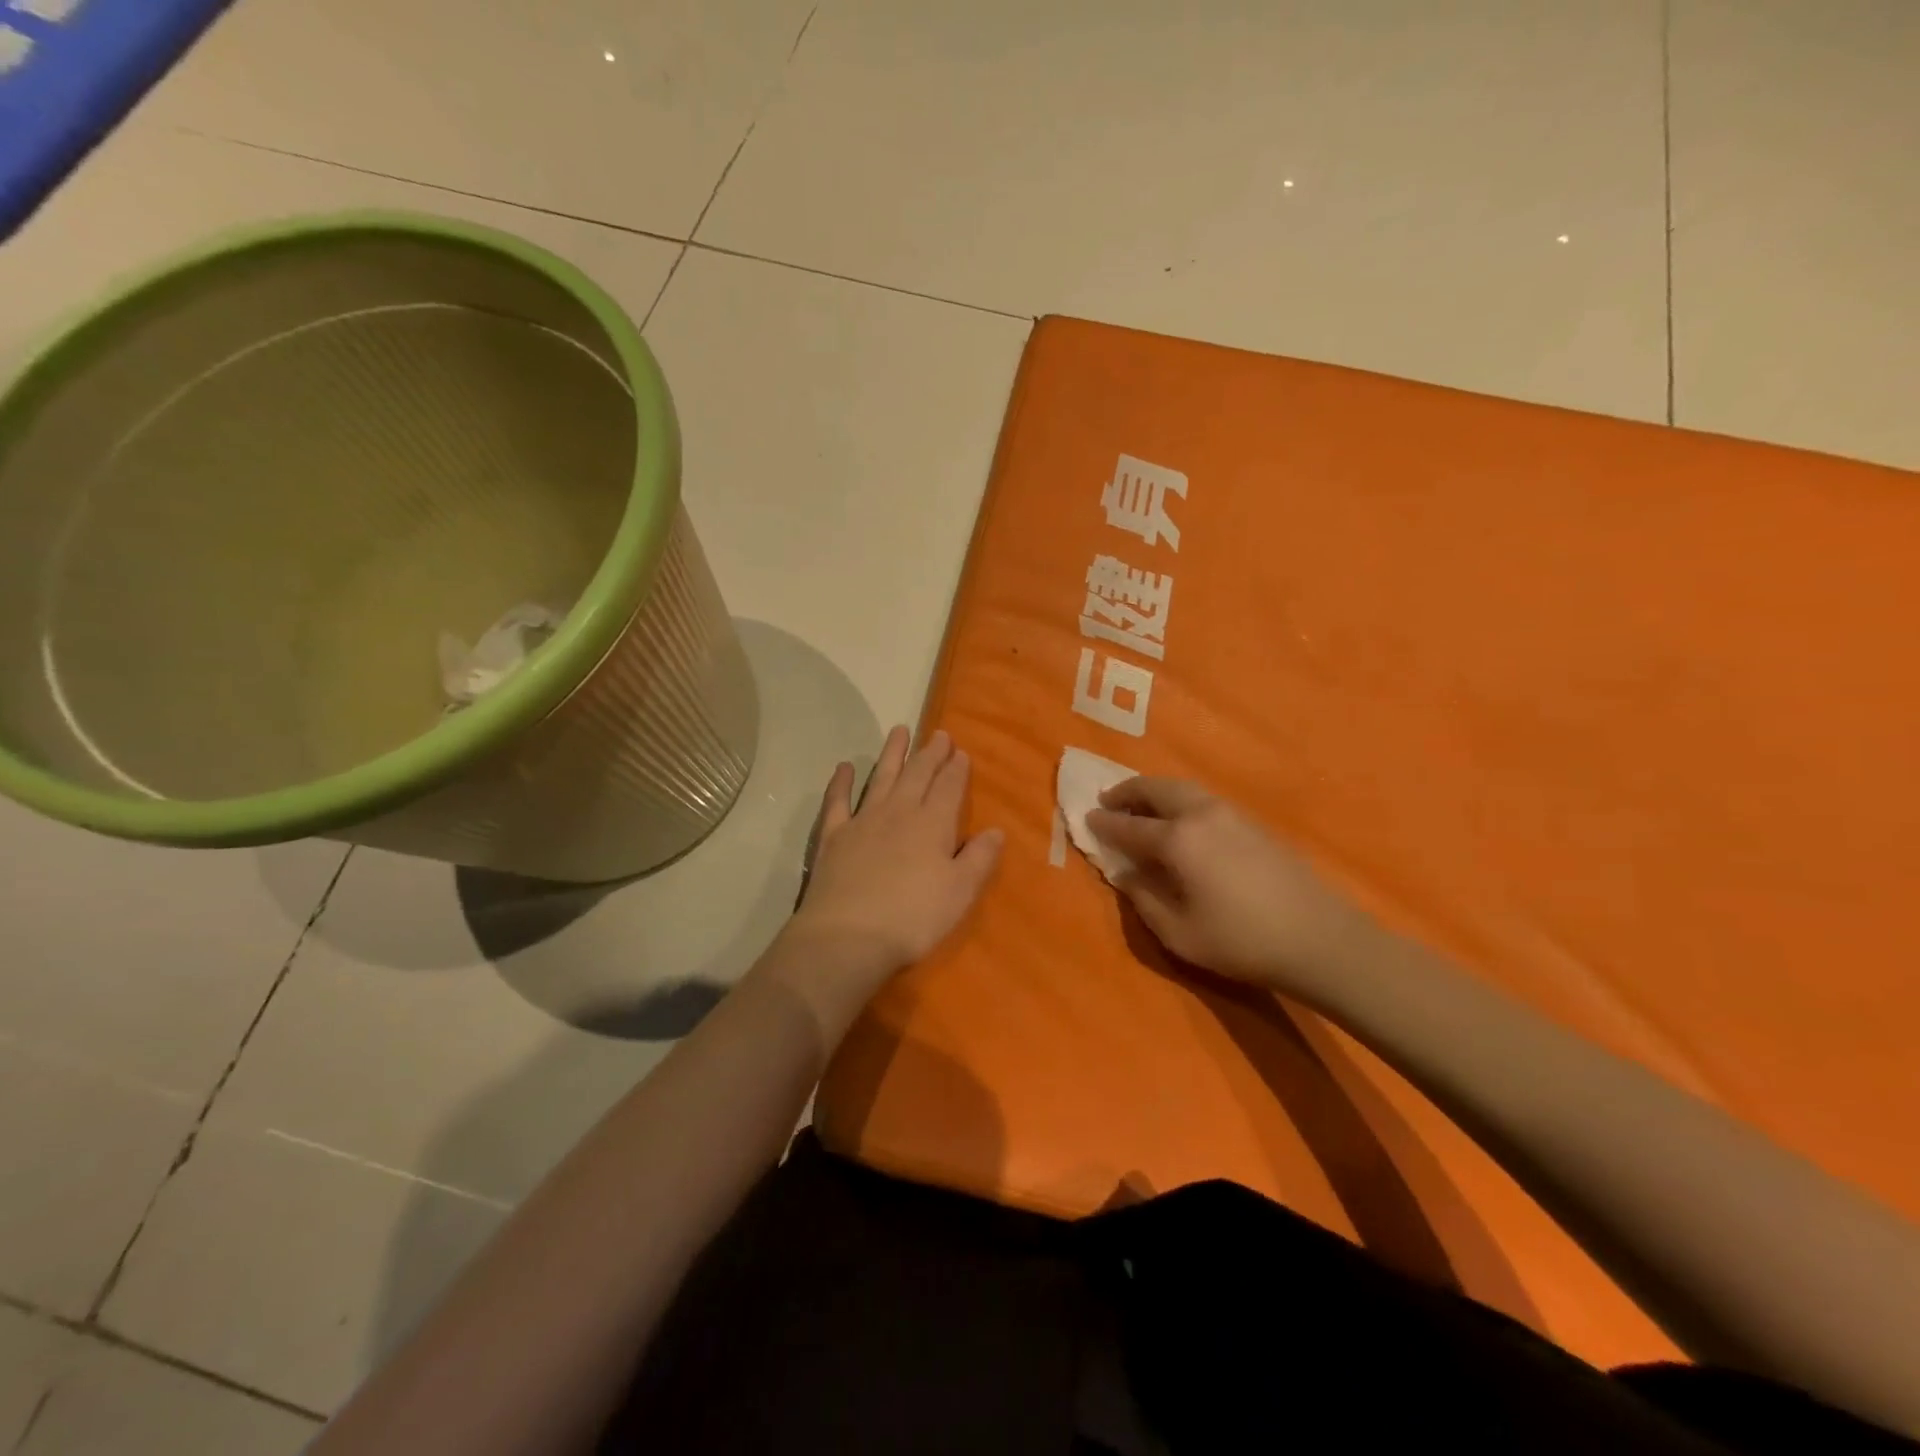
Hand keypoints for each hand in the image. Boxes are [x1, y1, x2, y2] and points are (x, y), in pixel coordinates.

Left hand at [777, 726, 1003, 1002]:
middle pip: (917, 775)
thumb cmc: (913, 918)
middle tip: (939, 734)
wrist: (848, 937)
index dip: (956, 768)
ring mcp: (863, 821)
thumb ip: (979, 858)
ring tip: (900, 730)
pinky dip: (841, 782)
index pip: (949, 787)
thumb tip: (996, 830)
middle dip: (930, 753)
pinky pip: (837, 801)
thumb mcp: (960, 893)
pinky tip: (845, 767)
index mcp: (933, 824)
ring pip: (881, 778)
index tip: (961, 752)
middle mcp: (899, 812)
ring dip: (892, 754)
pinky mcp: (833, 836)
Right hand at [1086, 778, 1364, 993]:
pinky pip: (1204, 799)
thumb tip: (1125, 873)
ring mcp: (1231, 814)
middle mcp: (1201, 814)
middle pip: (1157, 790)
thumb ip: (1144, 898)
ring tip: (1141, 807)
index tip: (1087, 818)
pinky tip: (1180, 821)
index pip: (1129, 825)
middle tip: (1109, 800)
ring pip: (1183, 789)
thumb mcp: (1179, 933)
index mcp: (1178, 840)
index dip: (1105, 823)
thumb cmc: (1242, 941)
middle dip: (1128, 792)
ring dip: (1155, 792)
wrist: (1321, 939)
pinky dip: (1180, 800)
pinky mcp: (1253, 823)